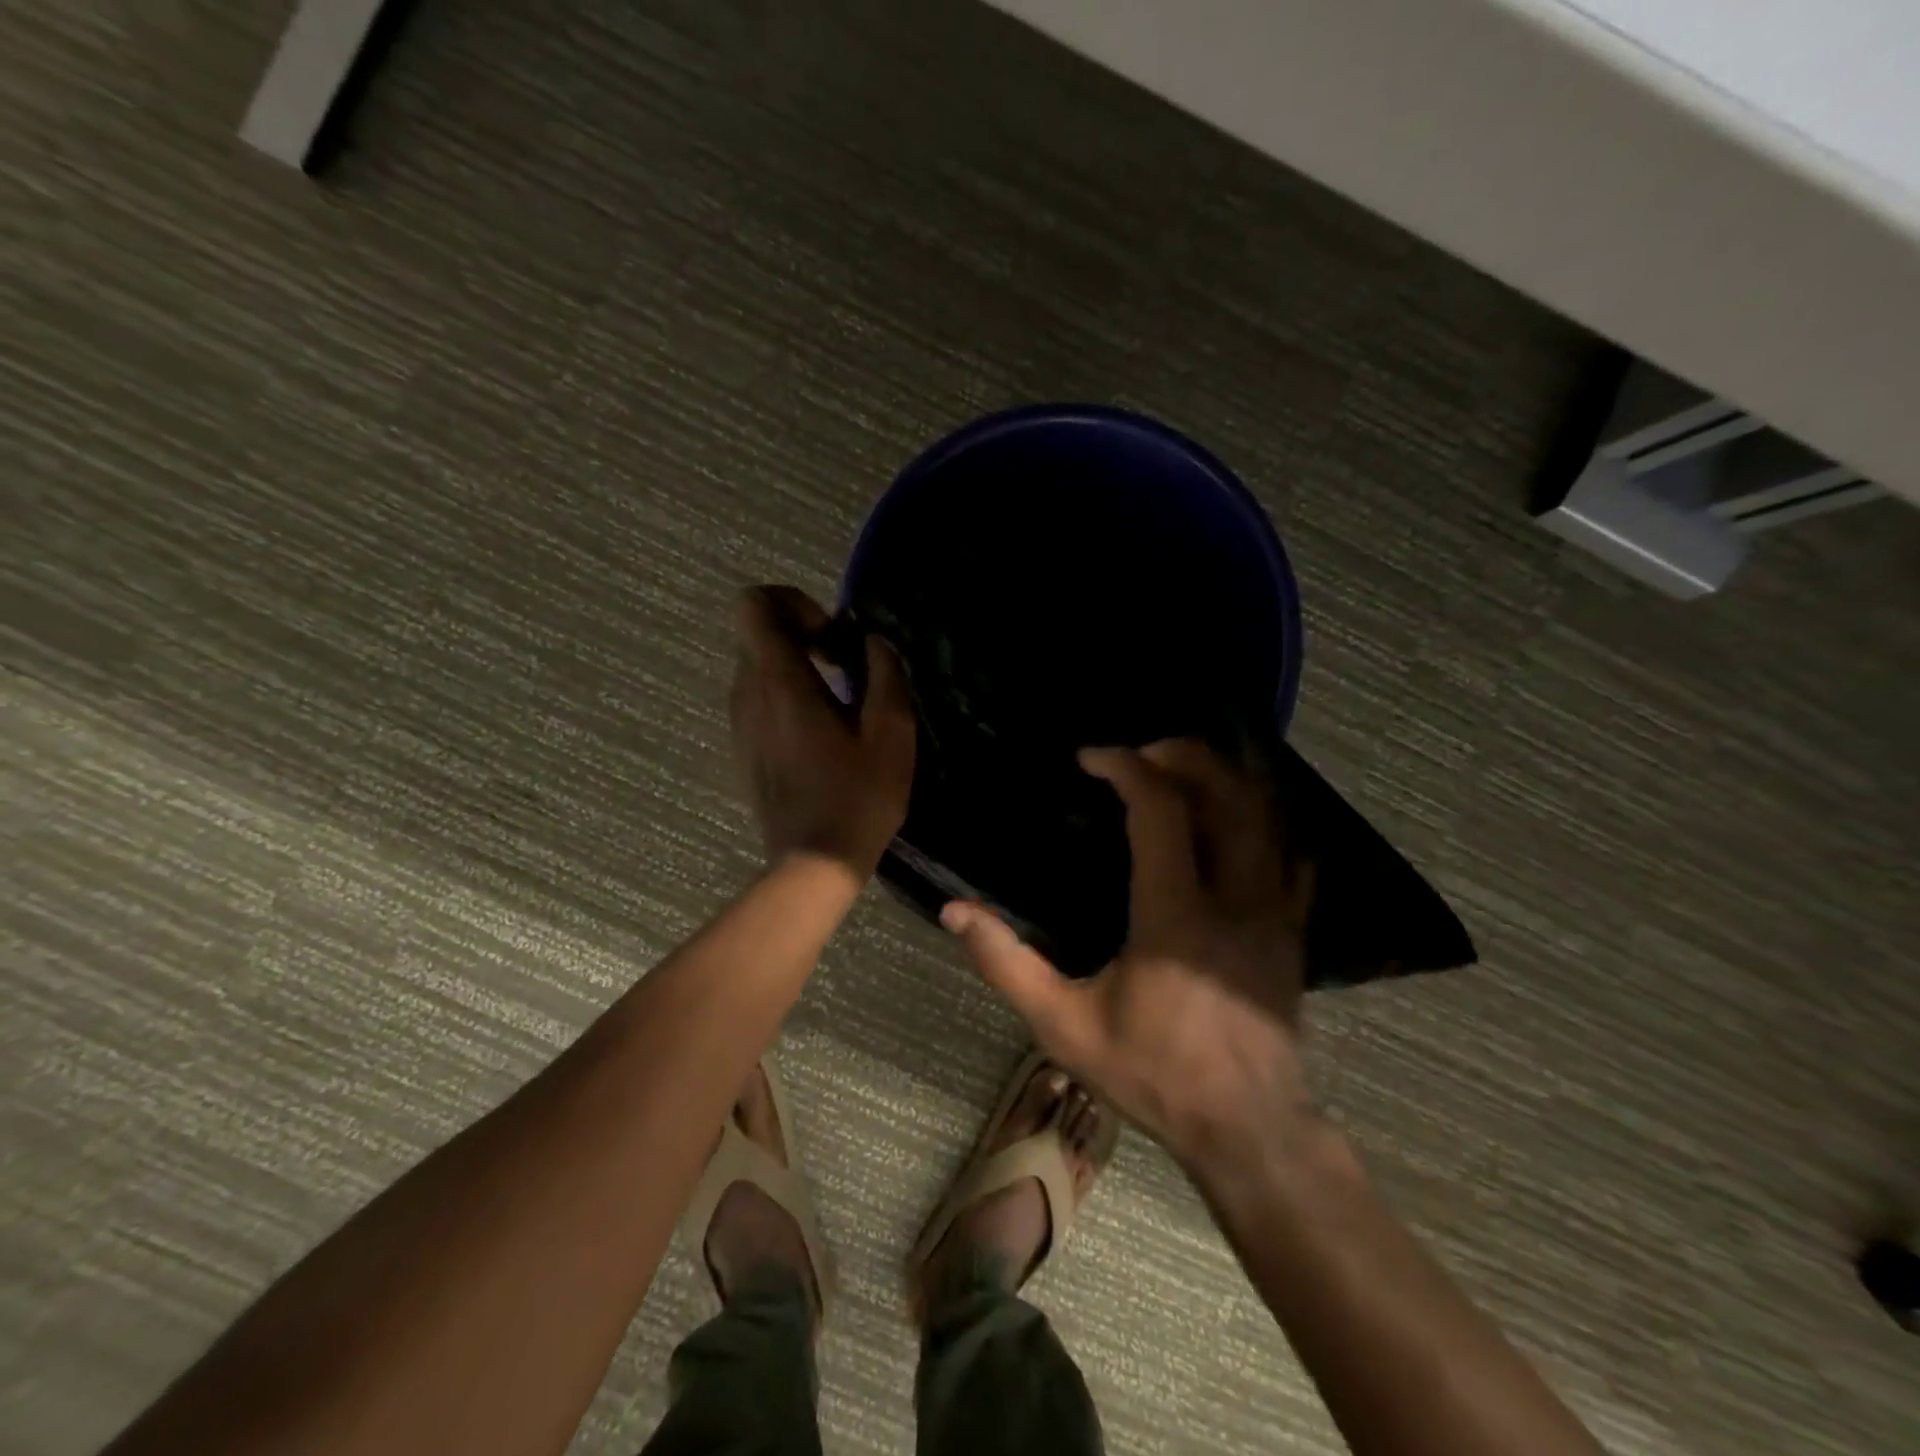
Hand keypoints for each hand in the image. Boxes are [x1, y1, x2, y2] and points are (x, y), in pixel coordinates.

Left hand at [730, 585, 915, 878]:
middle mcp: (748, 693)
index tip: (831, 634)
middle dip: (800, 630)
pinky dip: (786, 691)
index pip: (753, 604)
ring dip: (795, 662)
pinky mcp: (744, 746)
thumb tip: (873, 643)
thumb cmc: (858, 798)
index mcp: (781, 683)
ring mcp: (740, 722)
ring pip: (756, 663)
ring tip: (839, 694)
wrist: (815, 863)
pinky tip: (822, 728)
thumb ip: (885, 674)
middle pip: (756, 631)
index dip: (792, 601)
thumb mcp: (892, 733)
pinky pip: (758, 695)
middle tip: (844, 660)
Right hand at [942, 738, 1316, 1169]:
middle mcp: (1234, 898)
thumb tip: (954, 913)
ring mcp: (1275, 912)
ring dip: (1227, 777)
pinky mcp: (1294, 930)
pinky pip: (1292, 854)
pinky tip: (1240, 818)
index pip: (1160, 810)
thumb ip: (1006, 963)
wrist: (1248, 1130)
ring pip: (1267, 816)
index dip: (1126, 767)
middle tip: (1142, 753)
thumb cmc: (1152, 1073)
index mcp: (1174, 914)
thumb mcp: (1063, 1025)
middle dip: (1184, 755)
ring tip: (1186, 769)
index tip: (1092, 757)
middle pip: (1226, 793)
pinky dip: (1266, 821)